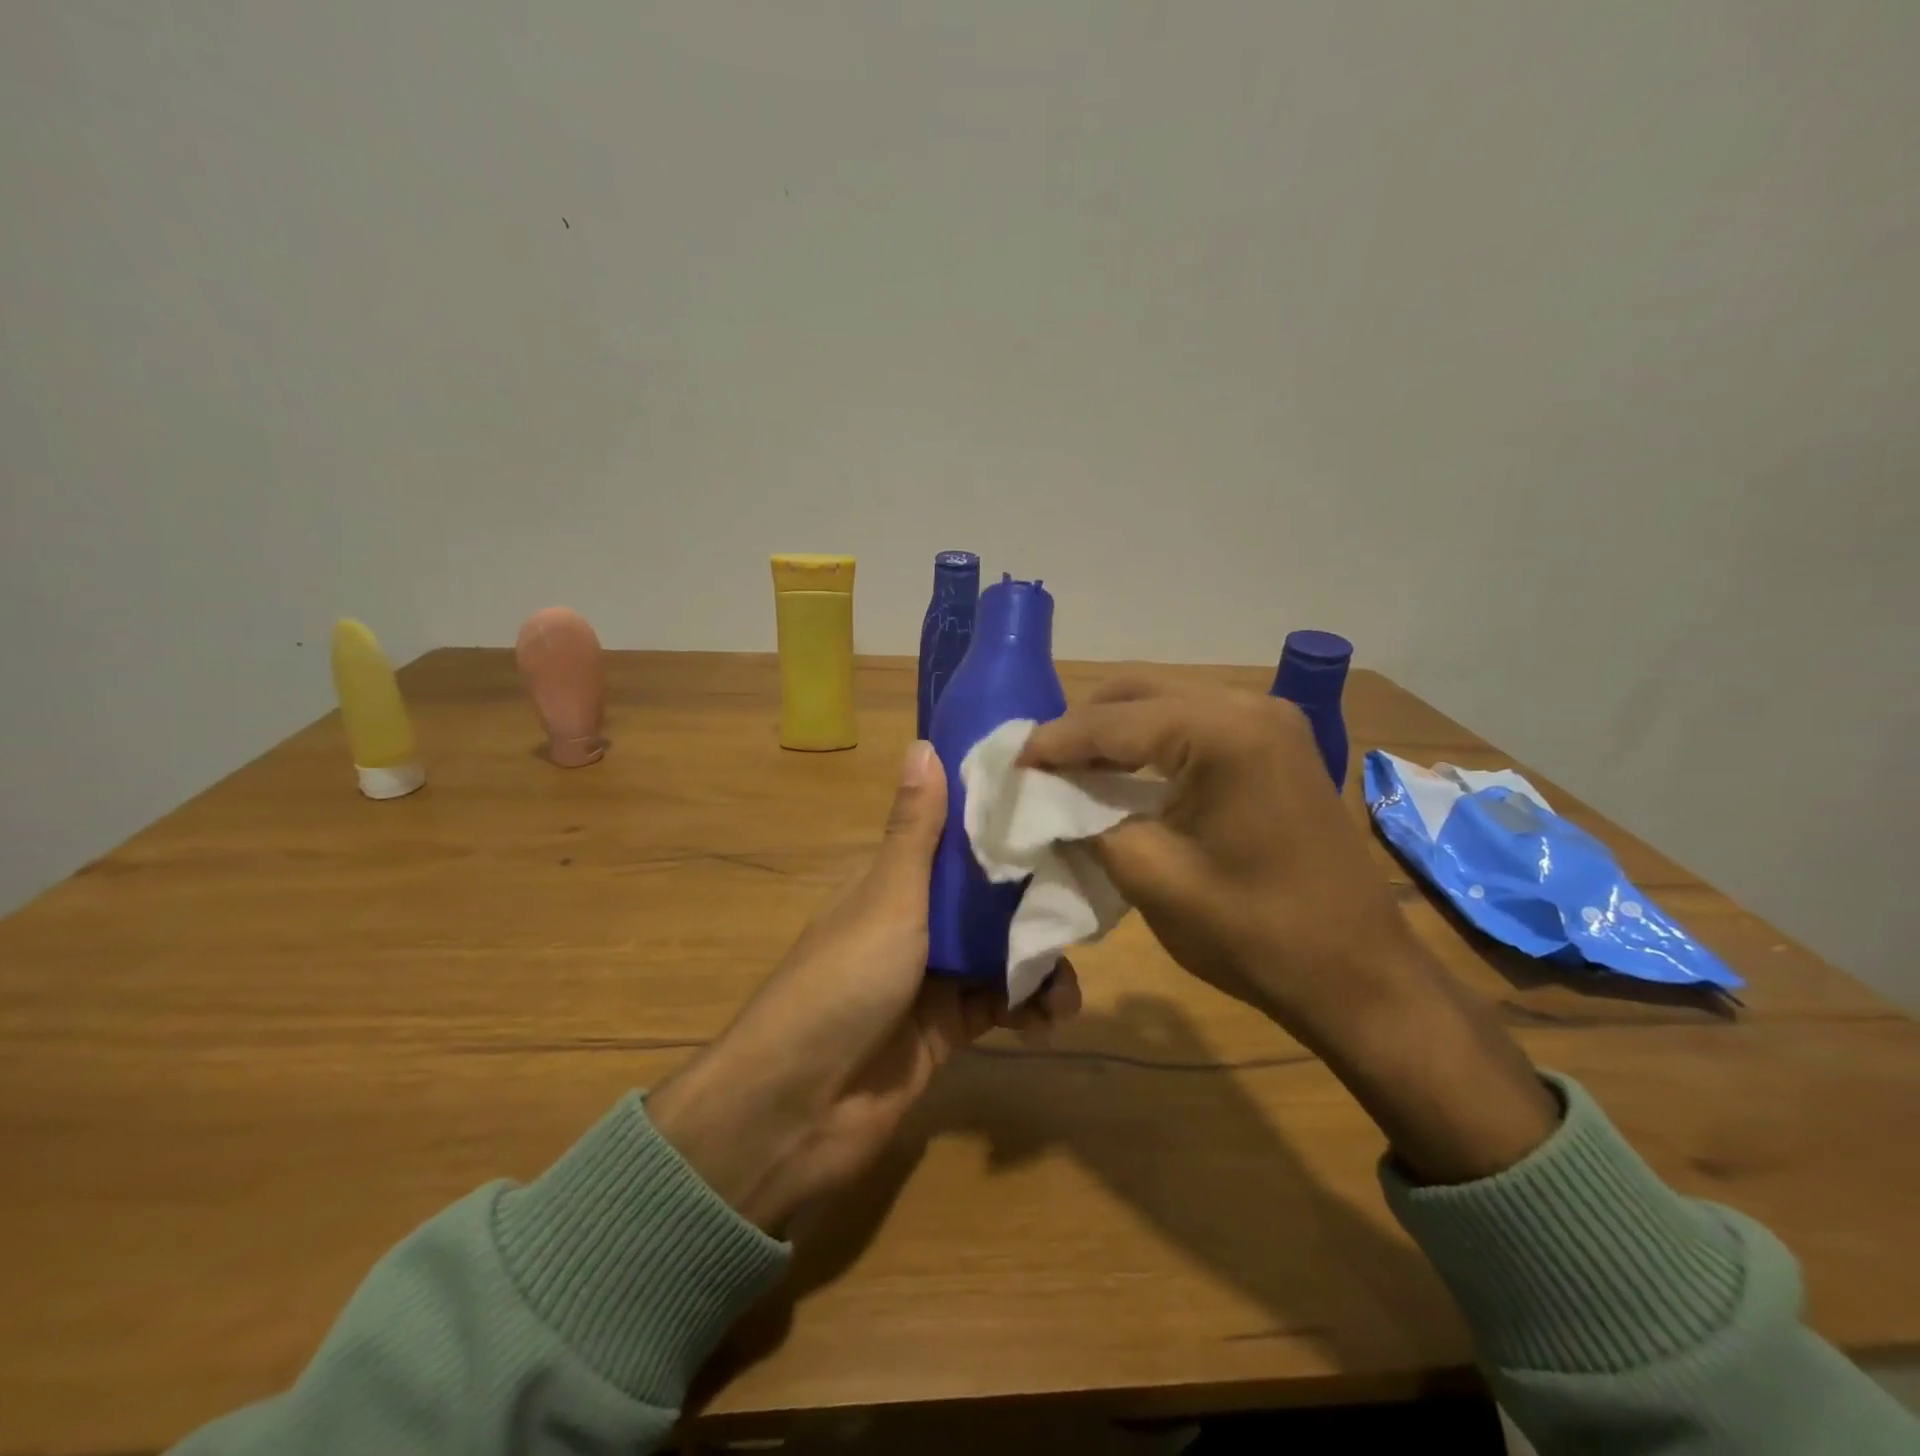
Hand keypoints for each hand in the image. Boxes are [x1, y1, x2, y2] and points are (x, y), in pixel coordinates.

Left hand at [648, 741, 1081, 1231]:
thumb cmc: (844, 983)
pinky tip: (1050, 1021)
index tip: (1058, 814)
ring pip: (1001, 955)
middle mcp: (915, 924)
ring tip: (1068, 989)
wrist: (798, 1107)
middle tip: (1086, 906)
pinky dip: (1028, 1011)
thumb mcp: (888, 898)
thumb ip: (916, 830)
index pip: (957, 842)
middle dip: (1036, 904)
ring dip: (1039, 966)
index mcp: (896, 884)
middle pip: (988, 901)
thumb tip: (923, 742)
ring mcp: (931, 980)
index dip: (1003, 828)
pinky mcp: (946, 1032)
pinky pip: (999, 1008)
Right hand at [1020, 678, 1557, 1182]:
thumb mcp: (1152, 876)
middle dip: (1083, 726)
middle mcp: (1250, 705)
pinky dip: (1152, 742)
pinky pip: (1196, 725)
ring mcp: (1271, 721)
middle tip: (1039, 764)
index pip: (1115, 722)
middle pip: (1140, 693)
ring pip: (1167, 703)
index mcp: (1223, 732)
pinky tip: (1124, 771)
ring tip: (1071, 767)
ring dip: (1116, 731)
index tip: (1011, 763)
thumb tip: (1049, 798)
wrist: (1358, 976)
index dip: (1055, 742)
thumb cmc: (1254, 933)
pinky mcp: (1277, 745)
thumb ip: (1089, 821)